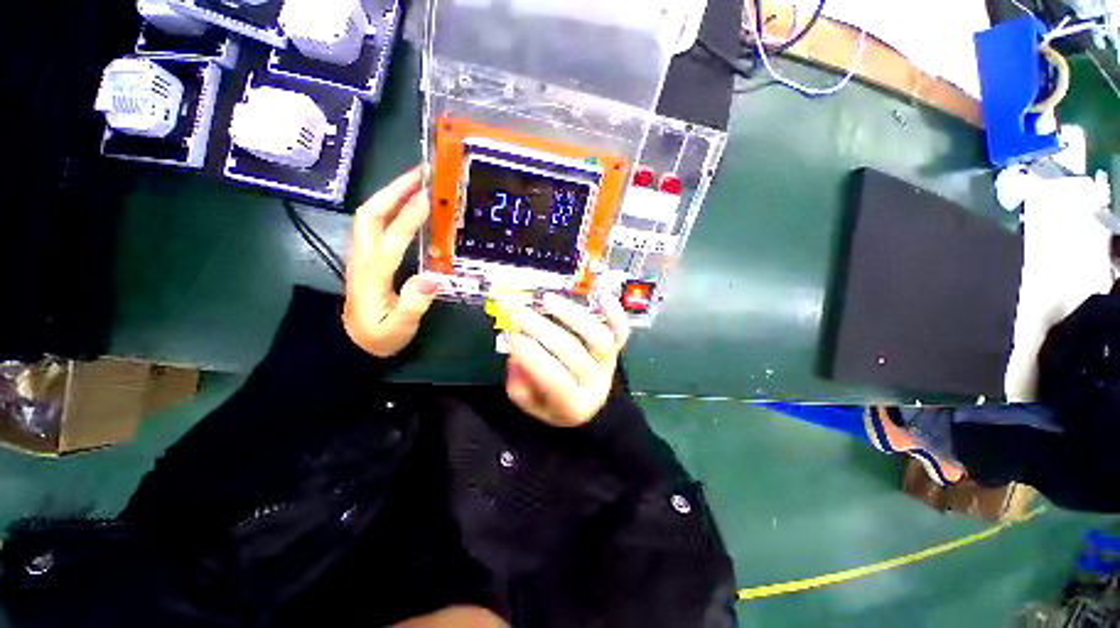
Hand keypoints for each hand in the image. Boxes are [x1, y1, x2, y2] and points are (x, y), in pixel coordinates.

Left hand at [343, 167, 439, 357]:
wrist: (352, 342)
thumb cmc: (379, 337)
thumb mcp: (398, 328)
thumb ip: (413, 305)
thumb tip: (432, 278)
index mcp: (372, 274)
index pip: (391, 238)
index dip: (409, 216)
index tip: (429, 196)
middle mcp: (362, 257)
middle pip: (370, 213)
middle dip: (394, 189)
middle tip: (422, 174)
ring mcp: (362, 254)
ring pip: (370, 214)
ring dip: (391, 192)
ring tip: (417, 180)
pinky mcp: (366, 255)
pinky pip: (375, 223)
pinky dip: (390, 205)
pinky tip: (407, 202)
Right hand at [506, 292, 630, 427]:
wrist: (585, 403)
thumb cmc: (553, 401)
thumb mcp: (529, 401)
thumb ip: (520, 380)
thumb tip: (517, 349)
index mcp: (573, 407)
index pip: (554, 381)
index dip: (532, 357)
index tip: (512, 336)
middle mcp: (596, 385)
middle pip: (573, 353)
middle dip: (542, 330)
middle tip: (520, 312)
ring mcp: (609, 364)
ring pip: (599, 337)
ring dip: (572, 315)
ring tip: (548, 299)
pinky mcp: (617, 349)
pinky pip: (621, 330)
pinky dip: (615, 313)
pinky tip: (600, 296)